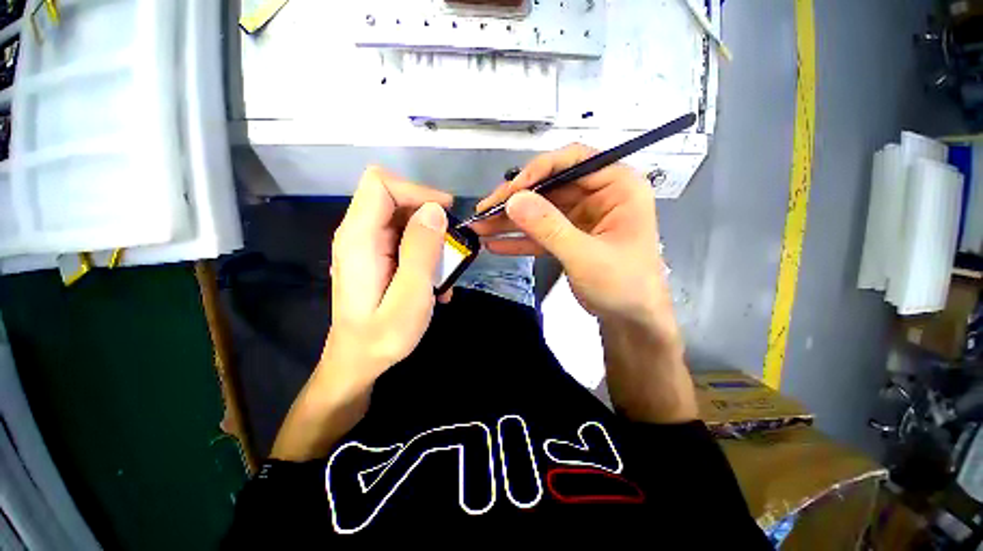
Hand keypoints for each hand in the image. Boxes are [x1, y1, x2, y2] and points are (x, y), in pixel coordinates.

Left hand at [271, 167, 451, 459]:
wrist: (358, 363)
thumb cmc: (382, 336)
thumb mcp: (410, 296)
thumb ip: (421, 251)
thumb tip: (435, 210)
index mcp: (358, 239)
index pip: (380, 185)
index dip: (416, 190)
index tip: (445, 213)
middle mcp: (358, 235)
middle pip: (394, 198)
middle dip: (428, 217)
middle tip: (451, 247)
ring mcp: (367, 246)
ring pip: (404, 219)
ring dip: (430, 239)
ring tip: (444, 272)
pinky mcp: (377, 257)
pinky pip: (404, 240)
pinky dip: (424, 253)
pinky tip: (433, 282)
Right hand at [474, 144, 695, 422]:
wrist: (631, 320)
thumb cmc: (623, 285)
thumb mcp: (586, 255)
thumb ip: (549, 227)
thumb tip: (513, 200)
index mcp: (617, 187)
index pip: (575, 160)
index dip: (539, 170)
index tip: (511, 190)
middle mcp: (598, 195)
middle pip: (550, 186)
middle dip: (515, 200)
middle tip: (484, 211)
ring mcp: (581, 217)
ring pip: (540, 210)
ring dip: (510, 220)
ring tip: (480, 227)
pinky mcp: (568, 237)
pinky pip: (540, 232)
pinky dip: (519, 239)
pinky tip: (494, 244)